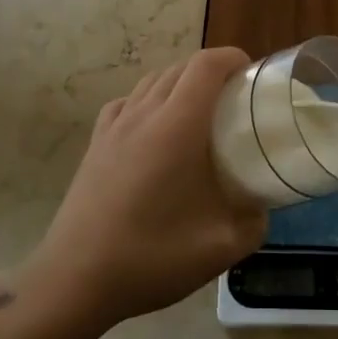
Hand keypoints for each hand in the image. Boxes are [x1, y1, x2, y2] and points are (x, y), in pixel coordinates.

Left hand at [22, 48, 266, 333]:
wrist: (75, 279)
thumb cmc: (151, 257)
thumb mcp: (220, 248)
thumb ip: (254, 222)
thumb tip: (261, 207)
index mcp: (177, 127)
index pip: (206, 66)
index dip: (233, 59)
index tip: (252, 77)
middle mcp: (143, 114)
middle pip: (180, 68)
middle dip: (212, 72)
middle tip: (236, 101)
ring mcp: (114, 127)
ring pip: (152, 81)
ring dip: (180, 84)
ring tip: (200, 114)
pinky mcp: (95, 143)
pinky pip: (127, 102)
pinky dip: (149, 101)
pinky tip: (155, 130)